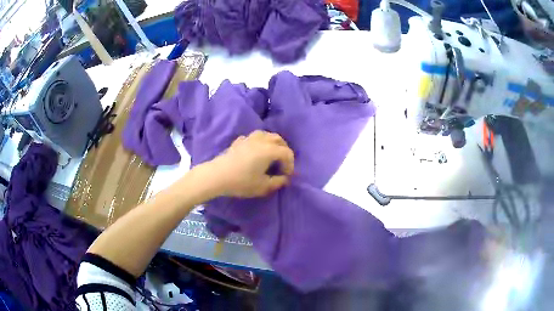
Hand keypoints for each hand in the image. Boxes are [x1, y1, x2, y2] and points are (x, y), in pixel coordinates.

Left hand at [204, 130, 294, 197]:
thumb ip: (277, 182)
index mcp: (269, 150)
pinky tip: (255, 151)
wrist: (217, 176)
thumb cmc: (242, 182)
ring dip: (272, 143)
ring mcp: (248, 139)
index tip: (286, 176)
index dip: (290, 164)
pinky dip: (258, 142)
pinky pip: (253, 138)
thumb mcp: (263, 186)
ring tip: (271, 155)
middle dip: (284, 150)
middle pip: (278, 139)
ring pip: (266, 134)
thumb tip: (285, 179)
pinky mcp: (238, 141)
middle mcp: (261, 140)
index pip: (287, 153)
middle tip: (282, 164)